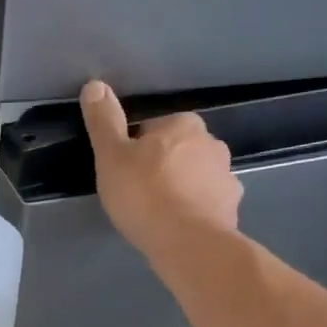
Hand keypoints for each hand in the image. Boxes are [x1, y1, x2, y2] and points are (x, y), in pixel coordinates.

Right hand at [80, 79, 241, 272]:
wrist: (187, 242)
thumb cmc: (144, 194)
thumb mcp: (111, 156)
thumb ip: (103, 121)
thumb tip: (94, 85)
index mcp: (182, 124)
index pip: (151, 129)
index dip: (133, 150)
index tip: (122, 172)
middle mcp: (211, 142)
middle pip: (176, 150)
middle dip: (160, 166)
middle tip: (137, 193)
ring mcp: (226, 176)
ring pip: (195, 175)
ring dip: (180, 187)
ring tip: (158, 213)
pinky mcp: (231, 206)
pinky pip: (208, 201)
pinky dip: (195, 209)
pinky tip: (178, 225)